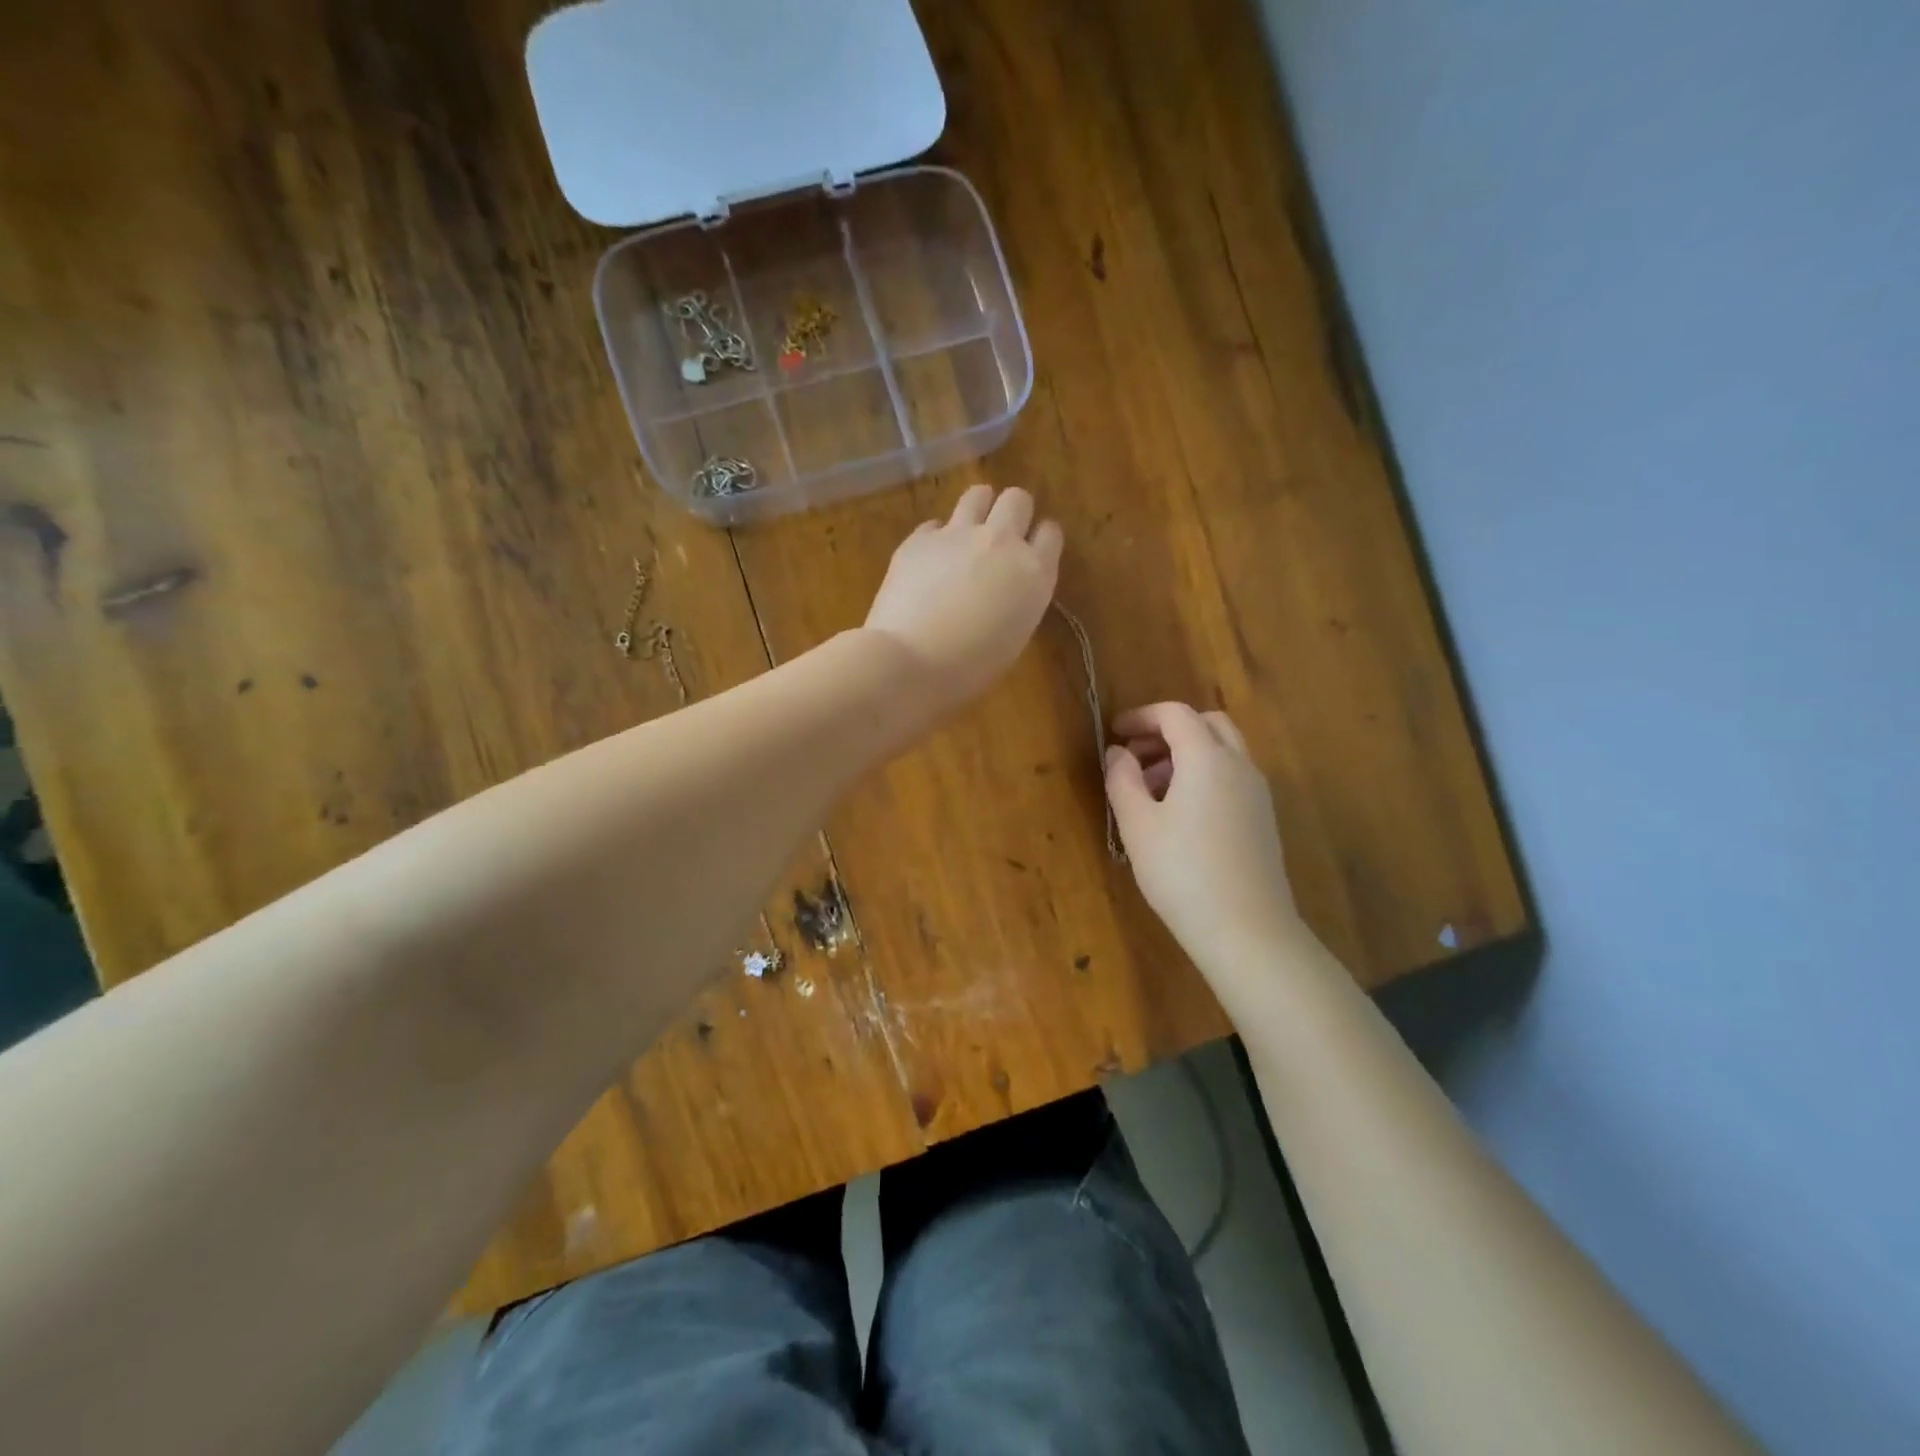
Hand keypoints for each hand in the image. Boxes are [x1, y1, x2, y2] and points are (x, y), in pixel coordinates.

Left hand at [865, 485, 1062, 709]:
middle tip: (1000, 537)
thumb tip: (1005, 586)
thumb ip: (1018, 599)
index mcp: (1033, 573)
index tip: (1031, 551)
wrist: (911, 661)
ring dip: (978, 508)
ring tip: (968, 532)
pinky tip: (929, 561)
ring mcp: (958, 534)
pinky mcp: (919, 538)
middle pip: (1017, 499)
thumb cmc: (970, 667)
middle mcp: (1002, 542)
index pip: (1050, 534)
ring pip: (978, 494)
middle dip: (1012, 512)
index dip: (1040, 539)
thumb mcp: (1013, 636)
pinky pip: (935, 524)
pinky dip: (936, 538)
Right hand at [1105, 702, 1303, 969]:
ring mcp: (1257, 793)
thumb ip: (1122, 779)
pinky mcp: (1263, 819)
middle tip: (1136, 756)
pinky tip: (1179, 815)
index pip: (1175, 714)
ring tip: (1149, 789)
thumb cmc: (1182, 872)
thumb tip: (1118, 753)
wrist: (1247, 930)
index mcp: (1207, 758)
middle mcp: (1239, 766)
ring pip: (1222, 751)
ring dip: (1186, 754)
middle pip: (1207, 724)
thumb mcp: (1137, 824)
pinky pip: (1231, 777)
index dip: (1142, 717)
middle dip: (1168, 731)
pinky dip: (1204, 776)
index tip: (1114, 733)